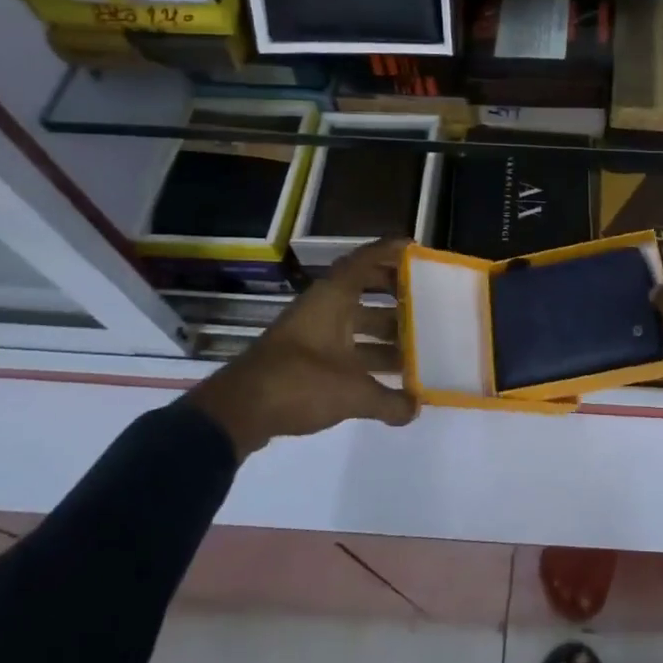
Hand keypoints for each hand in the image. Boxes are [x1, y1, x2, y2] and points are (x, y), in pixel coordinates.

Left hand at [187, 238, 419, 457]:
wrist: (237, 411)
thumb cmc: (299, 382)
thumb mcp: (352, 393)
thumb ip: (388, 400)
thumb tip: (415, 409)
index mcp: (334, 298)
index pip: (365, 260)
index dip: (391, 252)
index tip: (417, 251)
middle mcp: (323, 308)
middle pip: (363, 290)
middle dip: (394, 295)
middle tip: (425, 301)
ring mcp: (311, 333)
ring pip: (355, 322)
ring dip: (383, 331)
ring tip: (417, 345)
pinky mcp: (303, 358)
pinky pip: (344, 346)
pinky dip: (366, 355)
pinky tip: (388, 377)